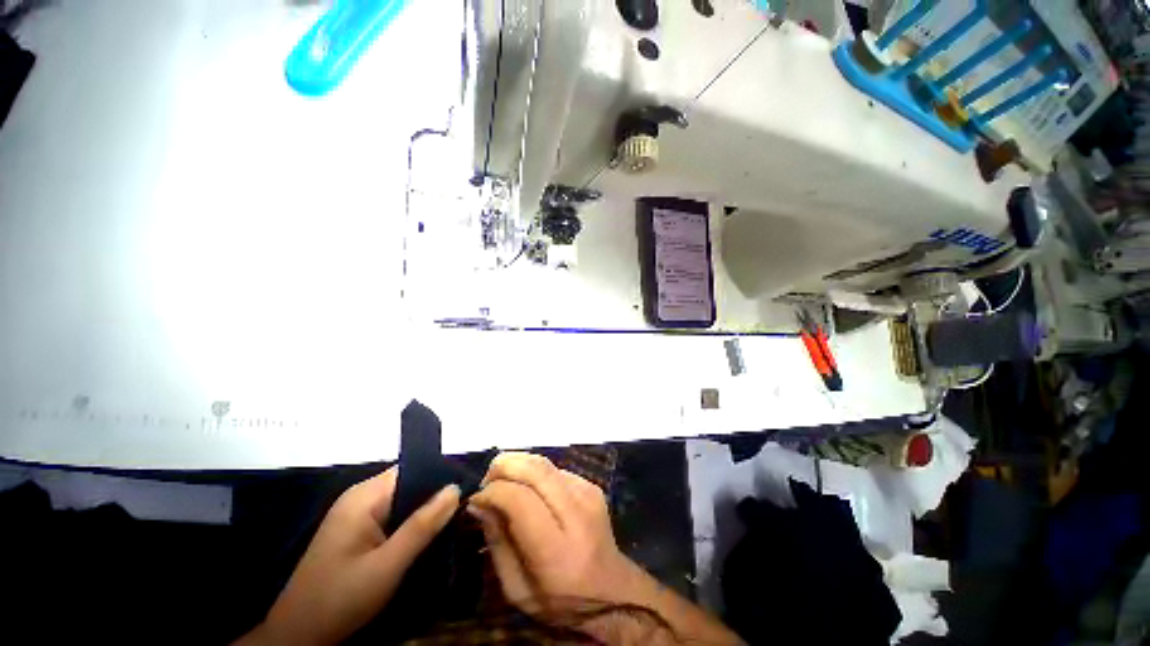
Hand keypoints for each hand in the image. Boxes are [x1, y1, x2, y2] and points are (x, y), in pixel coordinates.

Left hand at [237, 468, 460, 645]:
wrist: (297, 637)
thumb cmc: (340, 598)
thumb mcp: (387, 565)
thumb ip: (422, 525)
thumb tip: (456, 488)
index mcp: (364, 497)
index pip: (412, 469)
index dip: (440, 476)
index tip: (467, 489)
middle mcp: (360, 498)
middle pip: (409, 484)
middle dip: (435, 496)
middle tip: (463, 510)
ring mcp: (356, 515)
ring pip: (403, 502)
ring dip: (424, 512)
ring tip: (451, 523)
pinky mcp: (357, 532)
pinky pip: (393, 516)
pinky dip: (411, 524)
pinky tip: (425, 538)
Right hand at [469, 452, 634, 612]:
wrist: (612, 591)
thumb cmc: (560, 599)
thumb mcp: (517, 589)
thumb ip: (498, 543)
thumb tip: (479, 503)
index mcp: (556, 550)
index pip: (520, 500)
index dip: (493, 491)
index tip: (476, 499)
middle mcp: (576, 514)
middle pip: (535, 470)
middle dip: (504, 465)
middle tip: (487, 479)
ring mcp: (588, 494)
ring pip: (545, 463)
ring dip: (518, 464)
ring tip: (503, 480)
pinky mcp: (592, 485)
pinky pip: (555, 469)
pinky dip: (534, 472)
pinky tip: (529, 489)